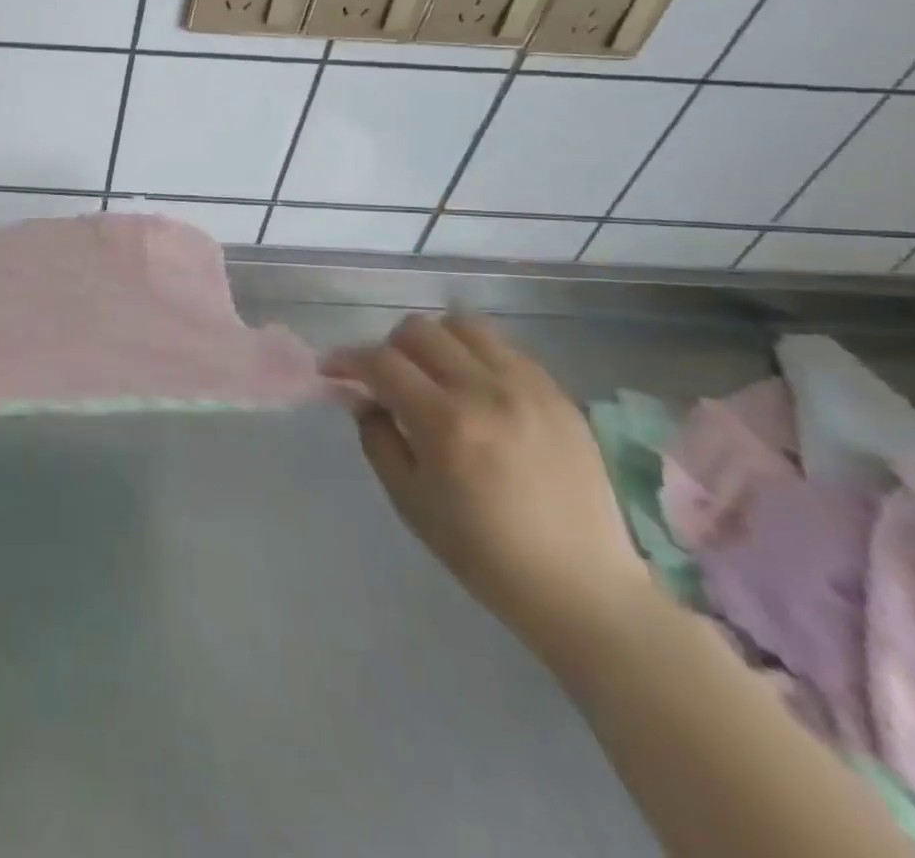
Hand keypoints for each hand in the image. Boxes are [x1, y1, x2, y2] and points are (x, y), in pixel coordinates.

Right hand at [329, 313, 652, 658]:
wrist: (583, 588)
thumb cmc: (482, 552)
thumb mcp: (409, 500)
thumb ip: (377, 438)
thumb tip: (363, 398)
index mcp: (445, 422)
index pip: (380, 361)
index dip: (347, 360)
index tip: (331, 370)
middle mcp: (486, 391)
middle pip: (419, 330)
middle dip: (389, 347)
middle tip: (384, 378)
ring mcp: (529, 389)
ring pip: (465, 326)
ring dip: (436, 341)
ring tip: (433, 373)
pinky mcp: (559, 396)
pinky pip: (506, 349)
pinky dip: (477, 356)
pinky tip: (475, 389)